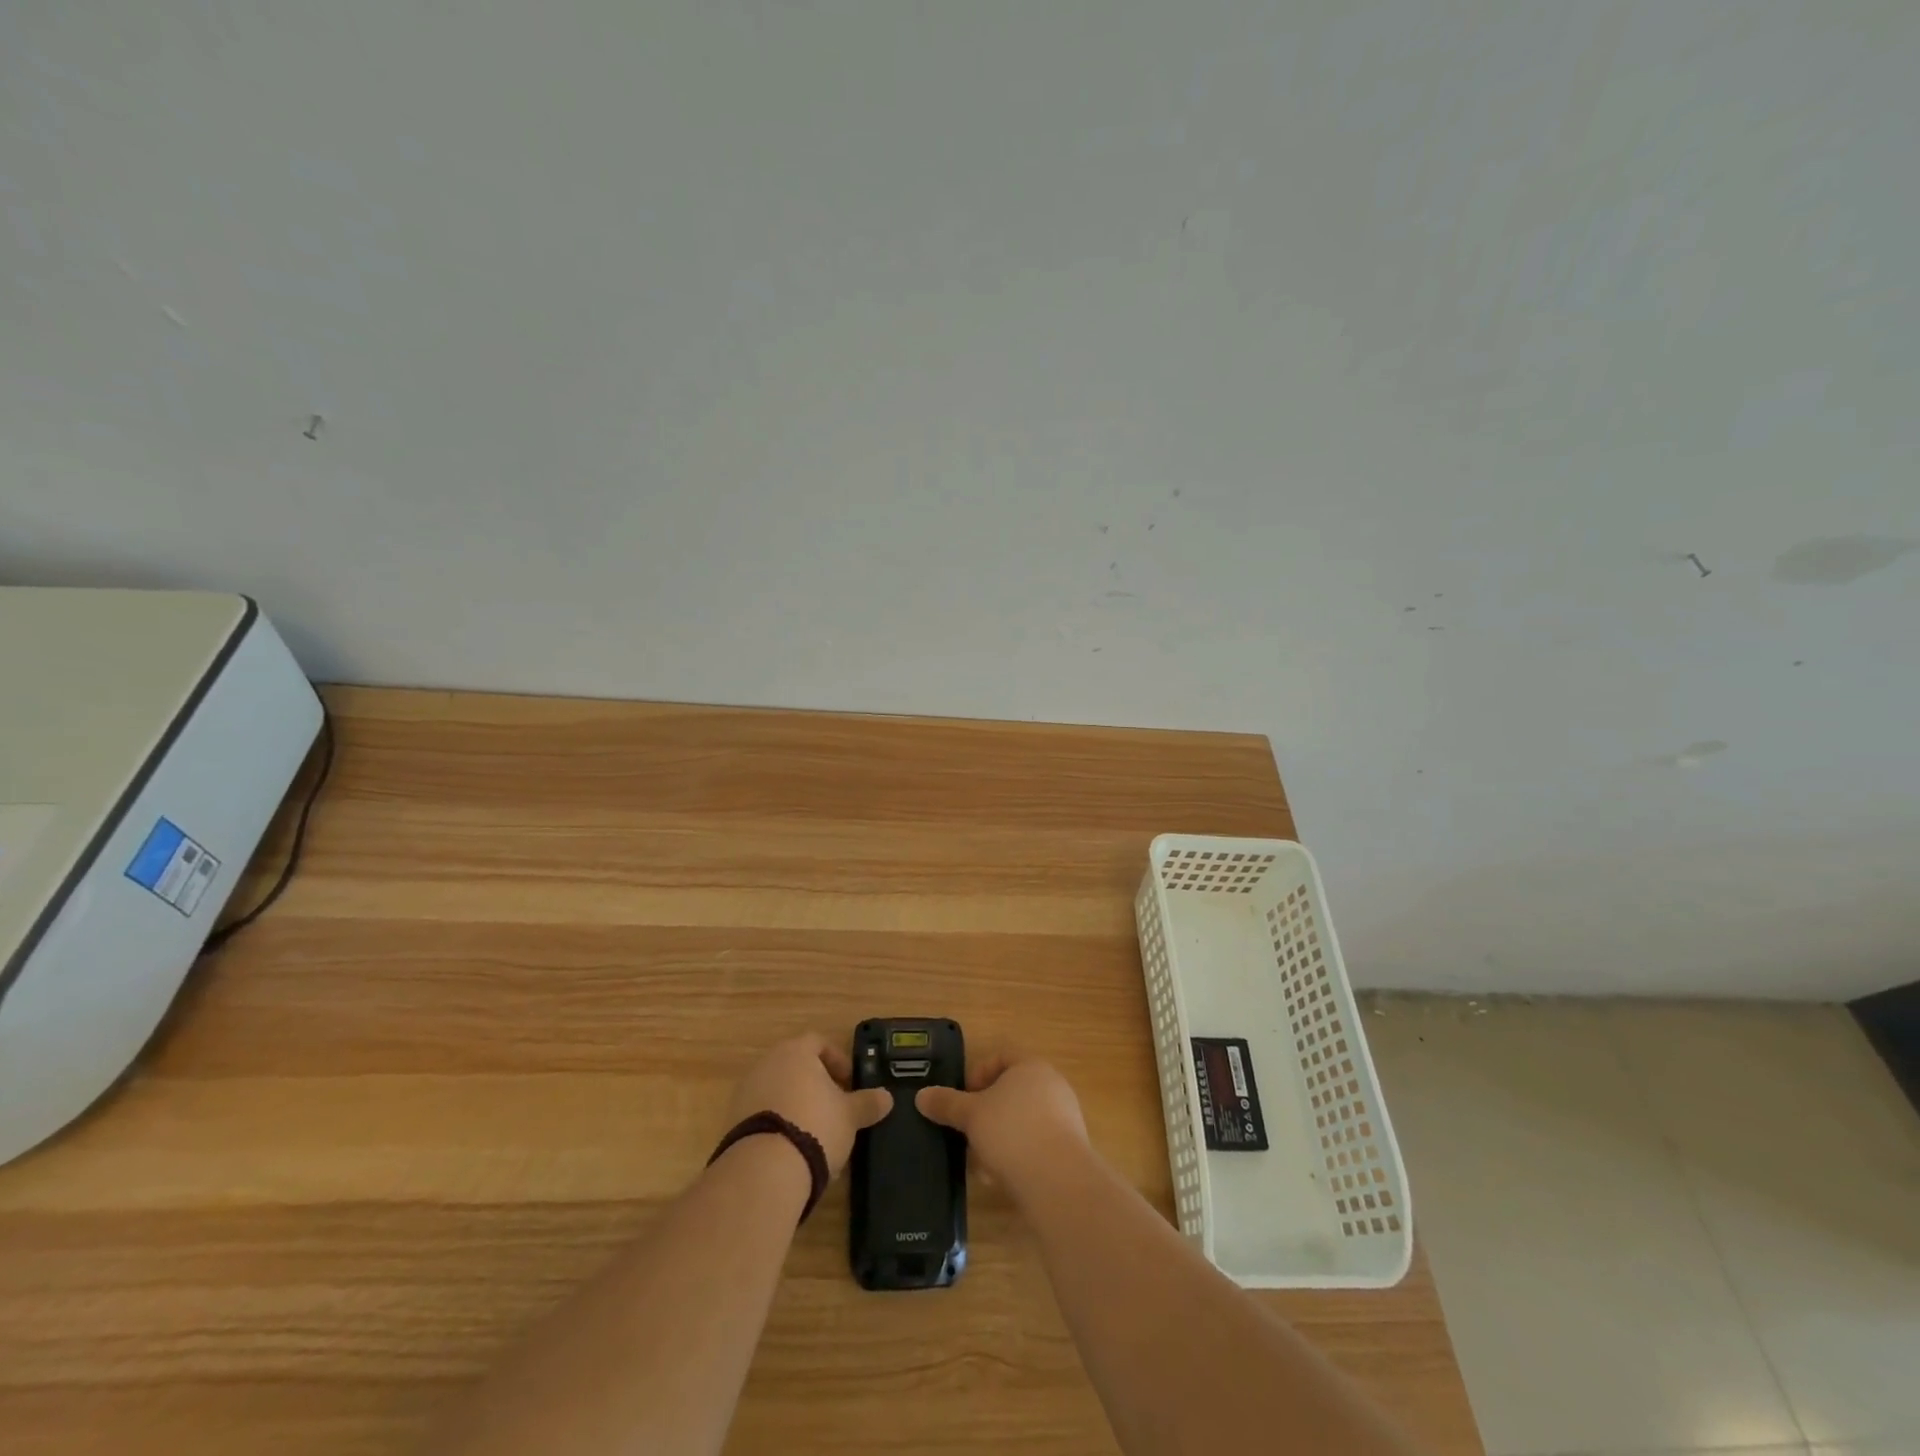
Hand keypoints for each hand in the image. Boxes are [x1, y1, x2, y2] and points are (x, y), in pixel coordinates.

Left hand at [724, 1033, 892, 1175]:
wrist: (764, 1170)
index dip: (838, 1061)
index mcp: (795, 1052)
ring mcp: (746, 1092)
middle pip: (796, 1066)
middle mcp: (767, 1063)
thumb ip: (868, 1103)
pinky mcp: (733, 1122)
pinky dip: (778, 1125)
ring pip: (778, 1090)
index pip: (819, 1042)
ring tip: (815, 1134)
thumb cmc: (815, 1126)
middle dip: (816, 1085)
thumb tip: (887, 1097)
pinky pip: (762, 1115)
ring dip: (796, 1105)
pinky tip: (792, 1150)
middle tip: (834, 1108)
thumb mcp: (850, 1116)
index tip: (849, 1084)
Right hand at [916, 1055, 1089, 1202]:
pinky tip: (1003, 1177)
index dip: (978, 1073)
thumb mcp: (971, 1115)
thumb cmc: (1012, 1132)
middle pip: (1012, 1090)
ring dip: (1000, 1136)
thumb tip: (921, 1096)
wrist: (1058, 1181)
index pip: (1001, 1056)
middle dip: (987, 1112)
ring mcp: (1065, 1116)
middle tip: (969, 1131)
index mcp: (1031, 1066)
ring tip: (982, 1162)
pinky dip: (1018, 1154)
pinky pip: (1037, 1143)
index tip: (964, 1098)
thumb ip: (946, 1103)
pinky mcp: (1070, 1148)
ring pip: (1023, 1119)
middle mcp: (1052, 1084)